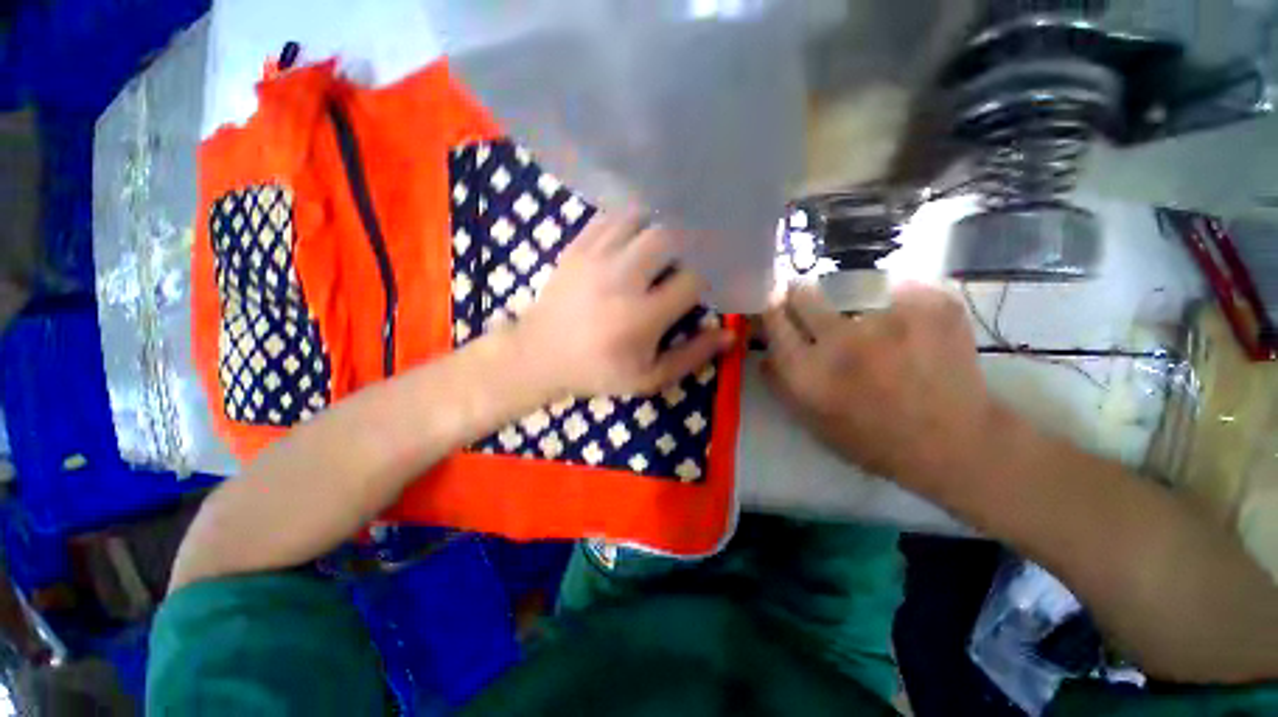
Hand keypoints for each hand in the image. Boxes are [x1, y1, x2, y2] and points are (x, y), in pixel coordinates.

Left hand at [514, 213, 735, 397]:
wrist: (540, 355)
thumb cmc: (598, 371)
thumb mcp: (648, 378)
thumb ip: (691, 357)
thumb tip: (729, 335)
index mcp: (642, 317)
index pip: (692, 280)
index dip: (708, 276)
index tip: (710, 280)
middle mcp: (621, 279)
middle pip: (668, 237)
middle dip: (687, 241)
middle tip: (691, 252)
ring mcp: (595, 258)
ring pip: (639, 218)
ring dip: (659, 224)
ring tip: (666, 240)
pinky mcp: (577, 247)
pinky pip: (610, 217)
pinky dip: (630, 220)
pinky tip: (636, 234)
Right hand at [761, 282, 1009, 499]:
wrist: (955, 443)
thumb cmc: (872, 439)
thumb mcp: (811, 422)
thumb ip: (781, 384)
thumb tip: (764, 352)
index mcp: (808, 372)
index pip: (774, 318)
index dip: (772, 309)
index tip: (776, 305)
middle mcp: (842, 340)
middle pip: (803, 293)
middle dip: (800, 295)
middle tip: (813, 304)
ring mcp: (890, 319)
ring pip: (850, 285)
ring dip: (849, 300)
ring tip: (869, 321)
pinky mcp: (931, 305)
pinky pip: (897, 286)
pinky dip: (896, 300)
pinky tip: (907, 325)